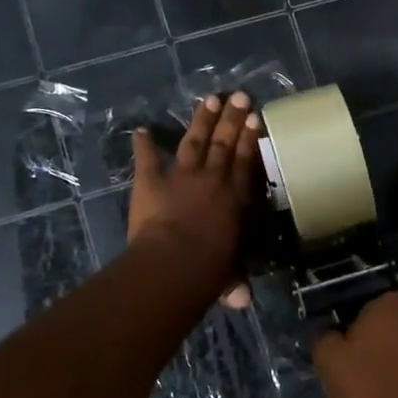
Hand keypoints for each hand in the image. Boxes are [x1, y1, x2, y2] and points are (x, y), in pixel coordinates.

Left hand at [129, 91, 260, 308]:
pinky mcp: (151, 180)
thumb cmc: (210, 270)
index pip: (247, 163)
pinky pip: (148, 158)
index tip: (256, 119)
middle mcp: (214, 180)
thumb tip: (243, 301)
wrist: (176, 261)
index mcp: (236, 200)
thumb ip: (233, 282)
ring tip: (211, 99)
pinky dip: (144, 144)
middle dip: (233, 119)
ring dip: (202, 120)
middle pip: (225, 144)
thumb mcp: (227, 276)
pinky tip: (142, 130)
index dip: (251, 140)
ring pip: (196, 141)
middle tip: (240, 96)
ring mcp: (182, 176)